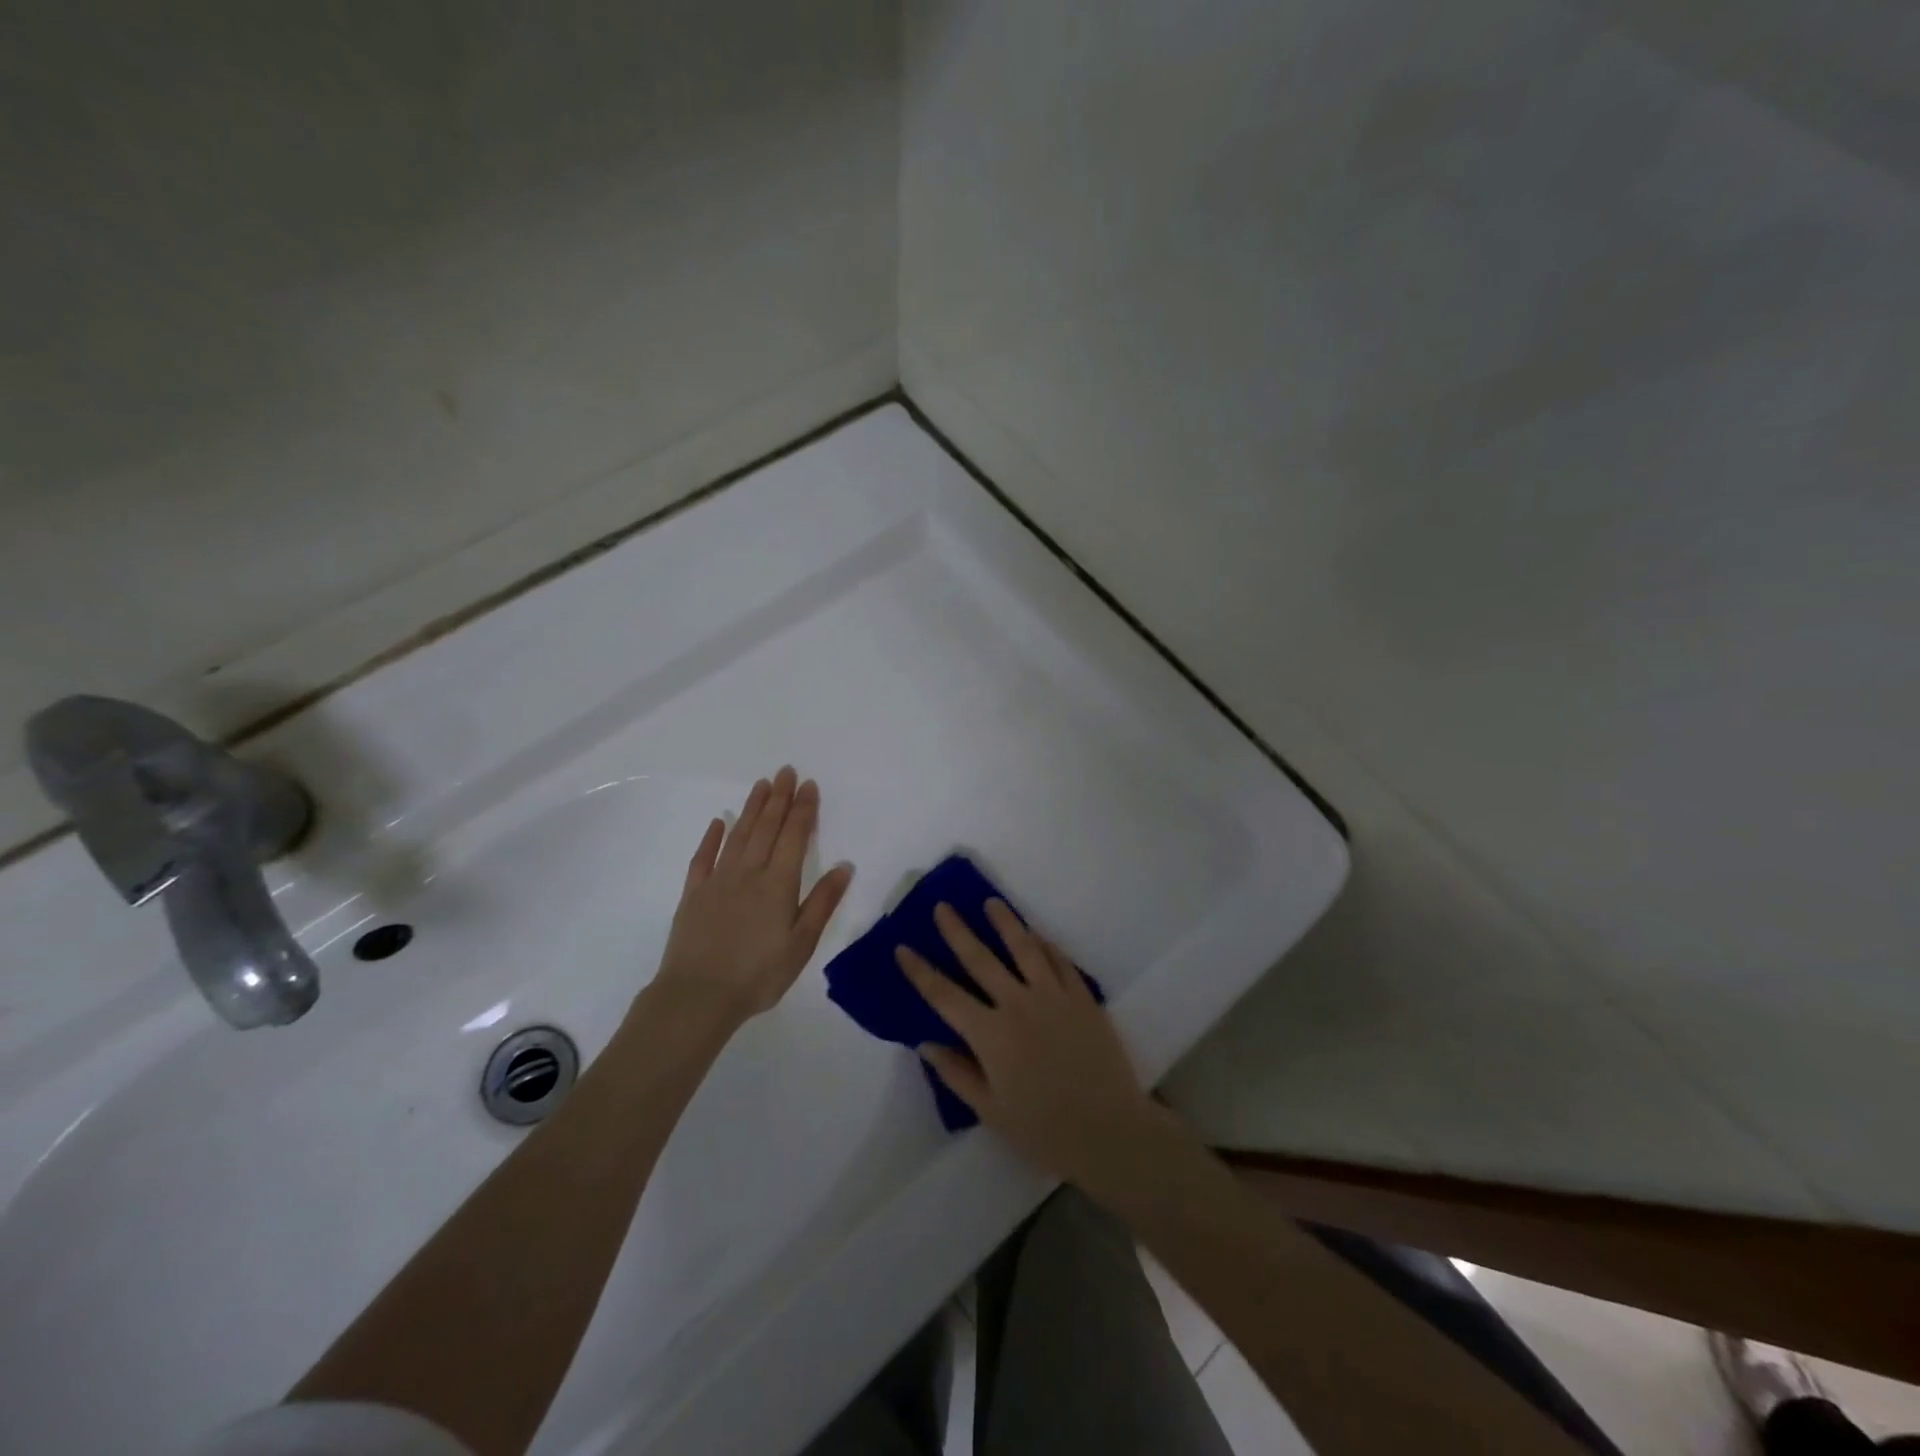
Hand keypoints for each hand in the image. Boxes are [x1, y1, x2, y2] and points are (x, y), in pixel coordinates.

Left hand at [653, 767, 853, 1028]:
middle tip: (786, 771)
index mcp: (779, 883)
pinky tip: (719, 821)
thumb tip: (845, 867)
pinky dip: (712, 837)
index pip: (795, 836)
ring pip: (739, 834)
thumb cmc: (759, 974)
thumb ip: (822, 903)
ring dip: (752, 808)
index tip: (809, 785)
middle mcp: (749, 872)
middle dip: (779, 798)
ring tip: (762, 785)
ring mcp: (718, 880)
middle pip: (767, 827)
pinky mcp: (694, 893)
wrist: (697, 996)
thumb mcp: (801, 944)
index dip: (803, 809)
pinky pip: (704, 857)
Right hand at [897, 900, 1161, 1193]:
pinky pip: (1059, 961)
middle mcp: (1017, 1004)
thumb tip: (926, 1043)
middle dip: (957, 931)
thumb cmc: (1043, 1129)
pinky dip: (1045, 944)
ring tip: (991, 903)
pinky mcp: (1081, 997)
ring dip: (1004, 922)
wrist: (1109, 1130)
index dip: (920, 971)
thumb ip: (956, 1073)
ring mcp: (1052, 996)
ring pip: (1024, 948)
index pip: (944, 995)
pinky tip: (1036, 934)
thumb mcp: (990, 1111)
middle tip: (943, 907)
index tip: (902, 948)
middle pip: (980, 959)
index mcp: (990, 1034)